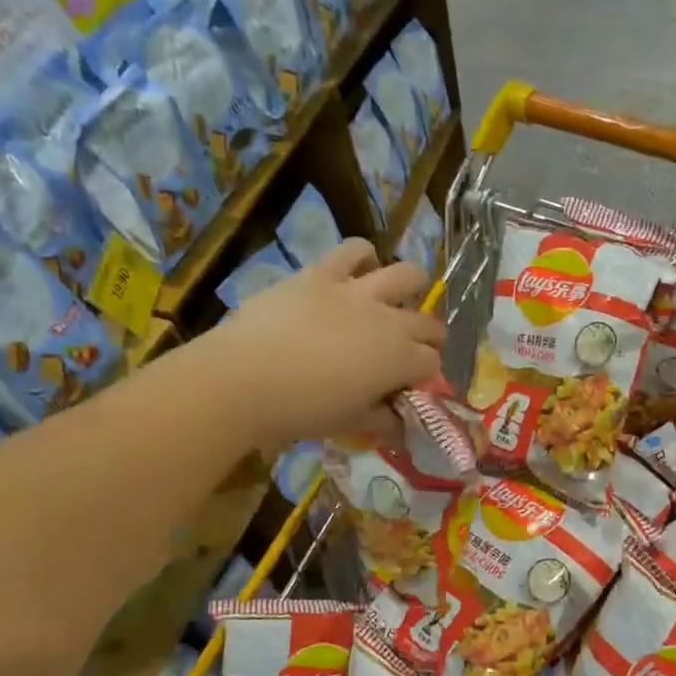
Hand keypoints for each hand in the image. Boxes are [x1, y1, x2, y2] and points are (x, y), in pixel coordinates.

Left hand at [200, 240, 444, 445]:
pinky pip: (354, 250)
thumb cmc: (302, 410)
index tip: (409, 385)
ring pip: (407, 275)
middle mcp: (390, 320)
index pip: (432, 362)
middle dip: (429, 337)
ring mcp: (357, 291)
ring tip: (395, 299)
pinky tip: (359, 270)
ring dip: (411, 288)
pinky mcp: (322, 273)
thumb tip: (399, 424)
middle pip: (429, 323)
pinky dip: (363, 257)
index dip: (425, 374)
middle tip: (409, 349)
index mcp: (401, 360)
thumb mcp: (350, 424)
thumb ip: (383, 421)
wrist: (244, 379)